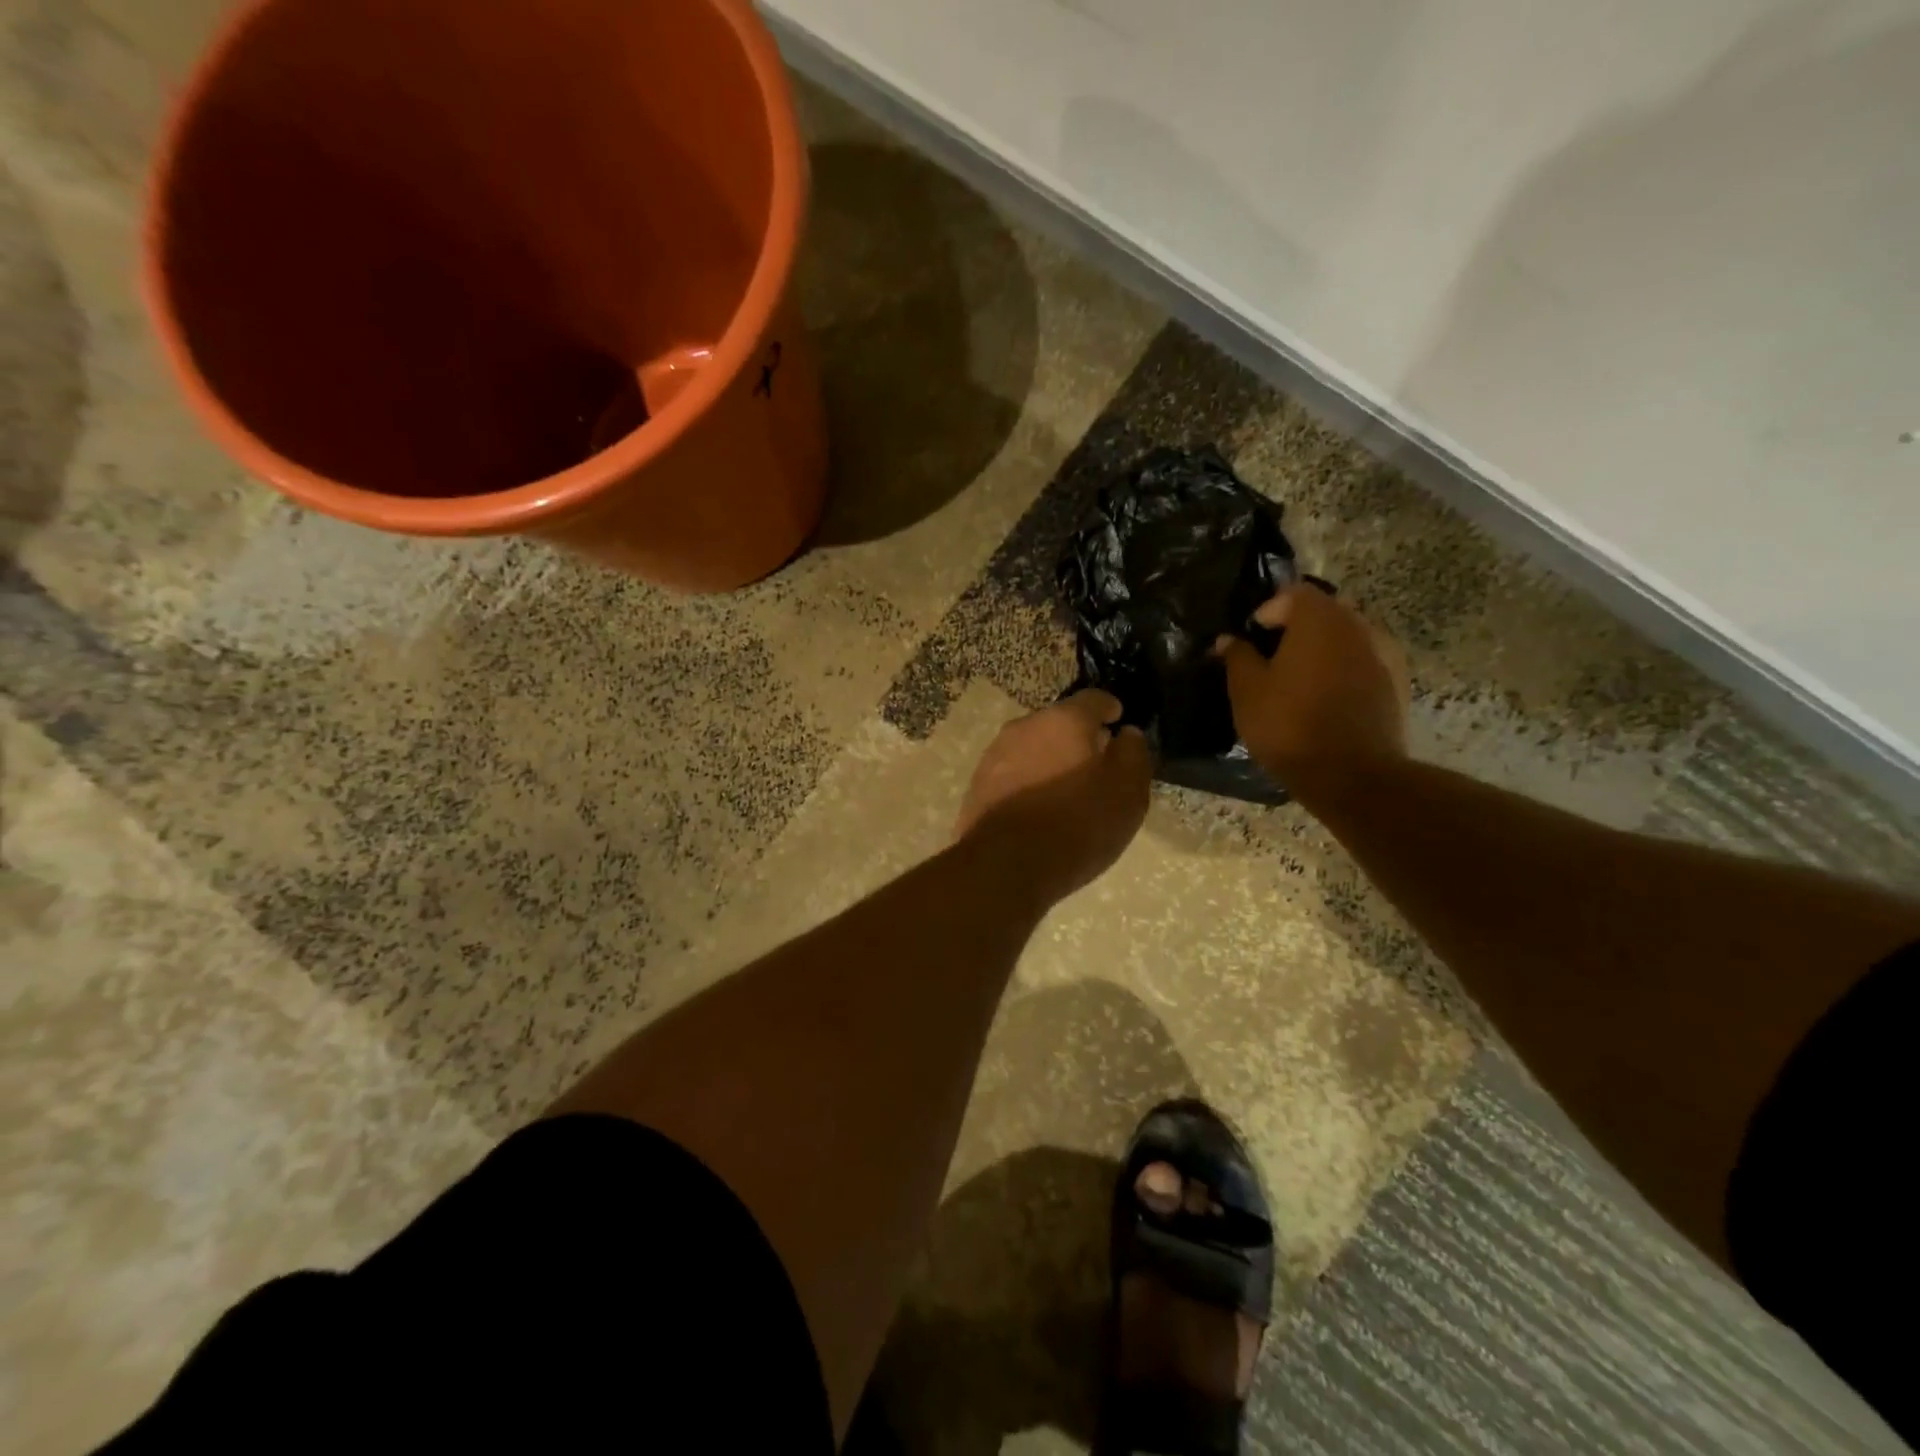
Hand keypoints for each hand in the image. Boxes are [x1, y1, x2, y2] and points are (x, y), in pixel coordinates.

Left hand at [956, 690, 1152, 904]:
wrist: (1004, 867)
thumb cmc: (1076, 824)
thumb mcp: (1127, 792)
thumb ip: (1133, 755)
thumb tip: (1125, 734)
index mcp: (1063, 719)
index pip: (1094, 699)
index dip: (1111, 710)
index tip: (1119, 724)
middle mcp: (1024, 727)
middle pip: (1059, 724)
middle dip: (1079, 739)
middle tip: (1097, 766)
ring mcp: (995, 756)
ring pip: (1032, 749)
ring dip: (1051, 762)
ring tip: (1068, 793)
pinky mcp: (977, 787)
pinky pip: (1013, 777)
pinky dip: (1029, 785)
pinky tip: (1039, 812)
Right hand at [1214, 584, 1409, 790]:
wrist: (1352, 775)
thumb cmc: (1289, 725)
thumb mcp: (1247, 691)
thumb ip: (1238, 657)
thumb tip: (1229, 639)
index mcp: (1321, 619)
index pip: (1294, 593)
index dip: (1269, 610)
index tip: (1252, 638)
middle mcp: (1360, 626)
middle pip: (1326, 611)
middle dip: (1298, 628)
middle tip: (1273, 658)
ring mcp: (1385, 655)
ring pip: (1348, 638)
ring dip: (1324, 650)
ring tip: (1300, 681)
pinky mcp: (1397, 685)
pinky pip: (1365, 663)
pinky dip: (1344, 671)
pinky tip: (1327, 700)